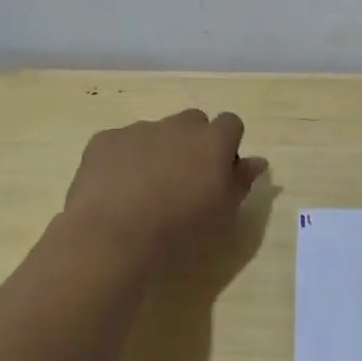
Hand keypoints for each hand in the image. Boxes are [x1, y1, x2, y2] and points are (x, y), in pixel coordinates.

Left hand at [63, 109, 267, 270]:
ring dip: (157, 151)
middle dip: (192, 143)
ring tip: (143, 191)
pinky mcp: (104, 140)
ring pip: (155, 132)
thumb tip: (257, 160)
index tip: (219, 172)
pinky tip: (115, 190)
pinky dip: (122, 160)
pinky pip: (120, 143)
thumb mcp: (224, 213)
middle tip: (183, 180)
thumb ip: (242, 180)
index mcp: (213, 141)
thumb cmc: (180, 231)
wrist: (113, 238)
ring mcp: (139, 129)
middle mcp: (178, 125)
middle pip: (193, 122)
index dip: (227, 144)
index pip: (231, 123)